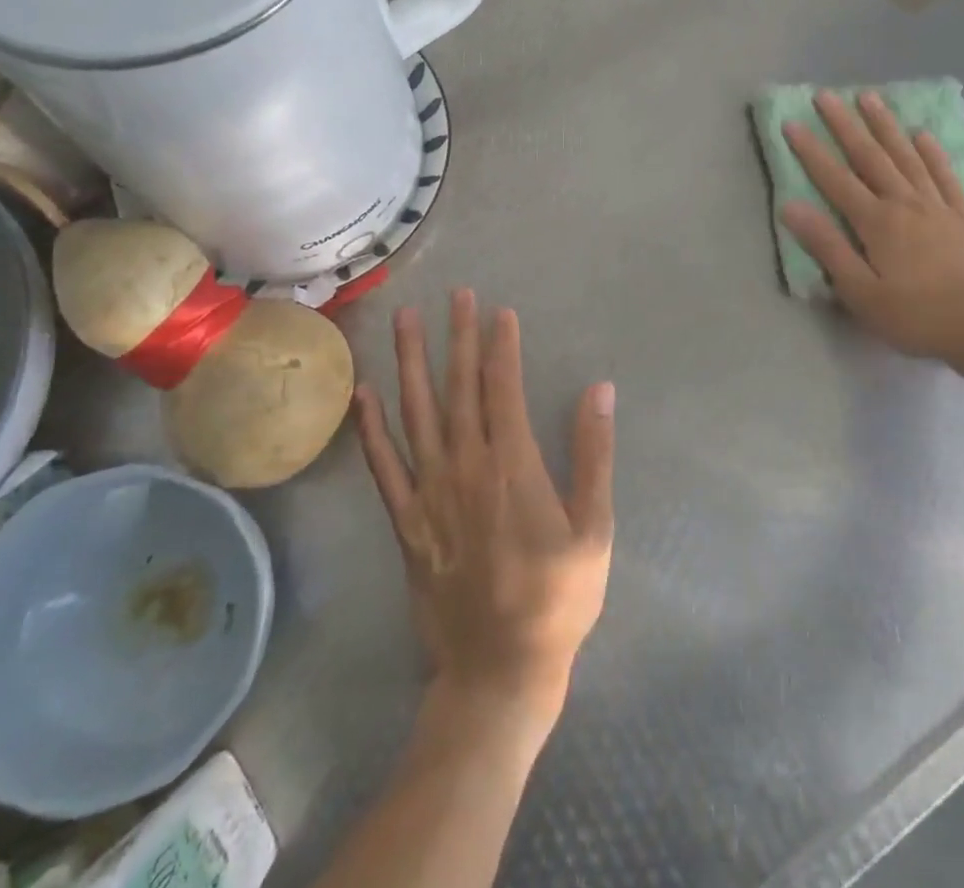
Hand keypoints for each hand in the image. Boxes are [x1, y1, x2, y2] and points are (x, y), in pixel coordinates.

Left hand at [355, 290, 615, 735]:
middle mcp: (465, 466)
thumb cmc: (557, 599)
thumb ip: (594, 455)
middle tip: (455, 294)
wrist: (498, 670)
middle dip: (458, 337)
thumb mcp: (594, 529)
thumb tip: (600, 390)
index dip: (501, 346)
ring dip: (411, 363)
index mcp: (512, 465)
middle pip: (460, 388)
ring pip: (416, 413)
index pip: (503, 388)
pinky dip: (371, 427)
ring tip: (406, 320)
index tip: (499, 311)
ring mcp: (429, 492)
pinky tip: (363, 392)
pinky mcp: (405, 520)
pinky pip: (382, 466)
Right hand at [781, 90, 963, 368]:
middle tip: (827, 95)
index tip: (791, 123)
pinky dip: (932, 153)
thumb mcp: (861, 293)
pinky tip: (923, 135)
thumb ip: (827, 247)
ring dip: (886, 126)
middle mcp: (905, 203)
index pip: (835, 179)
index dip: (810, 151)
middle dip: (845, 125)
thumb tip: (791, 207)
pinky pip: (945, 175)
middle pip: (870, 156)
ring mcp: (938, 207)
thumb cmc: (917, 318)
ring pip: (907, 156)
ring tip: (870, 98)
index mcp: (877, 222)